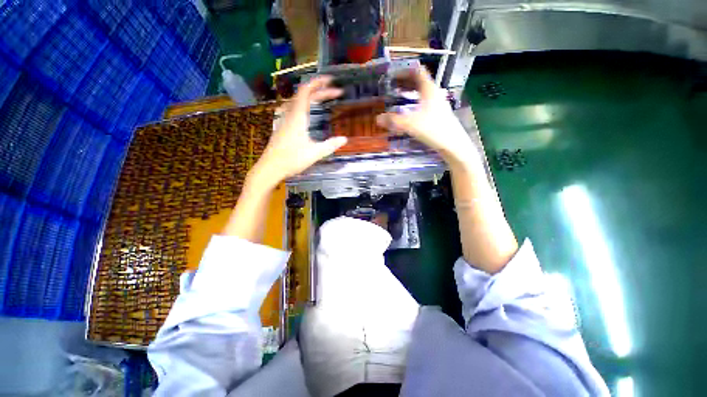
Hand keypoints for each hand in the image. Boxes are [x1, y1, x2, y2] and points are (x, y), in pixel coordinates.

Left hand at [252, 76, 347, 185]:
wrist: (270, 167)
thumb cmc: (292, 159)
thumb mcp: (314, 153)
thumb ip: (330, 145)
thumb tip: (344, 139)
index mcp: (298, 117)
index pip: (306, 91)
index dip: (318, 83)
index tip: (331, 80)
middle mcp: (290, 114)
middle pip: (304, 95)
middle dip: (320, 90)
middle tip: (335, 92)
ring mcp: (285, 120)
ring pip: (299, 101)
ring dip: (312, 97)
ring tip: (324, 98)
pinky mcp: (283, 127)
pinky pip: (295, 109)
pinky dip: (306, 105)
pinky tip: (310, 113)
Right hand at [376, 67, 474, 165]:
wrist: (453, 144)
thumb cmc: (434, 129)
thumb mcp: (411, 124)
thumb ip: (394, 121)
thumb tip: (377, 119)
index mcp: (429, 89)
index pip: (417, 72)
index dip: (404, 71)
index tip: (392, 75)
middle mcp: (434, 93)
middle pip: (419, 81)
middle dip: (404, 82)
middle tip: (391, 86)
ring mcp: (437, 103)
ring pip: (421, 92)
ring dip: (409, 92)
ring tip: (397, 97)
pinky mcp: (437, 113)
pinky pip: (423, 102)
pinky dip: (414, 102)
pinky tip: (408, 111)